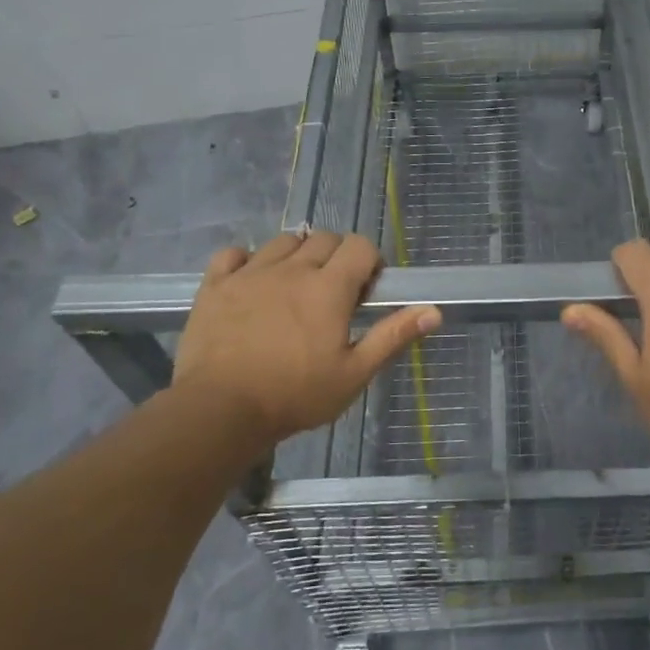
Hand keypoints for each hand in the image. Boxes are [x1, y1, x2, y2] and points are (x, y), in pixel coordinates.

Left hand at [173, 231, 439, 447]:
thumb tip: (434, 311)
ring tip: (295, 287)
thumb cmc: (295, 395)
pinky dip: (247, 261)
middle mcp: (292, 268)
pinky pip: (234, 254)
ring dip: (297, 255)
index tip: (366, 292)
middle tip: (333, 294)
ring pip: (283, 241)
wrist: (219, 410)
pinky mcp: (216, 284)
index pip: (360, 246)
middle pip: (324, 238)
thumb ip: (392, 336)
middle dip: (337, 257)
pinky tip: (251, 283)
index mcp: (329, 287)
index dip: (370, 262)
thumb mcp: (354, 374)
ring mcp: (250, 273)